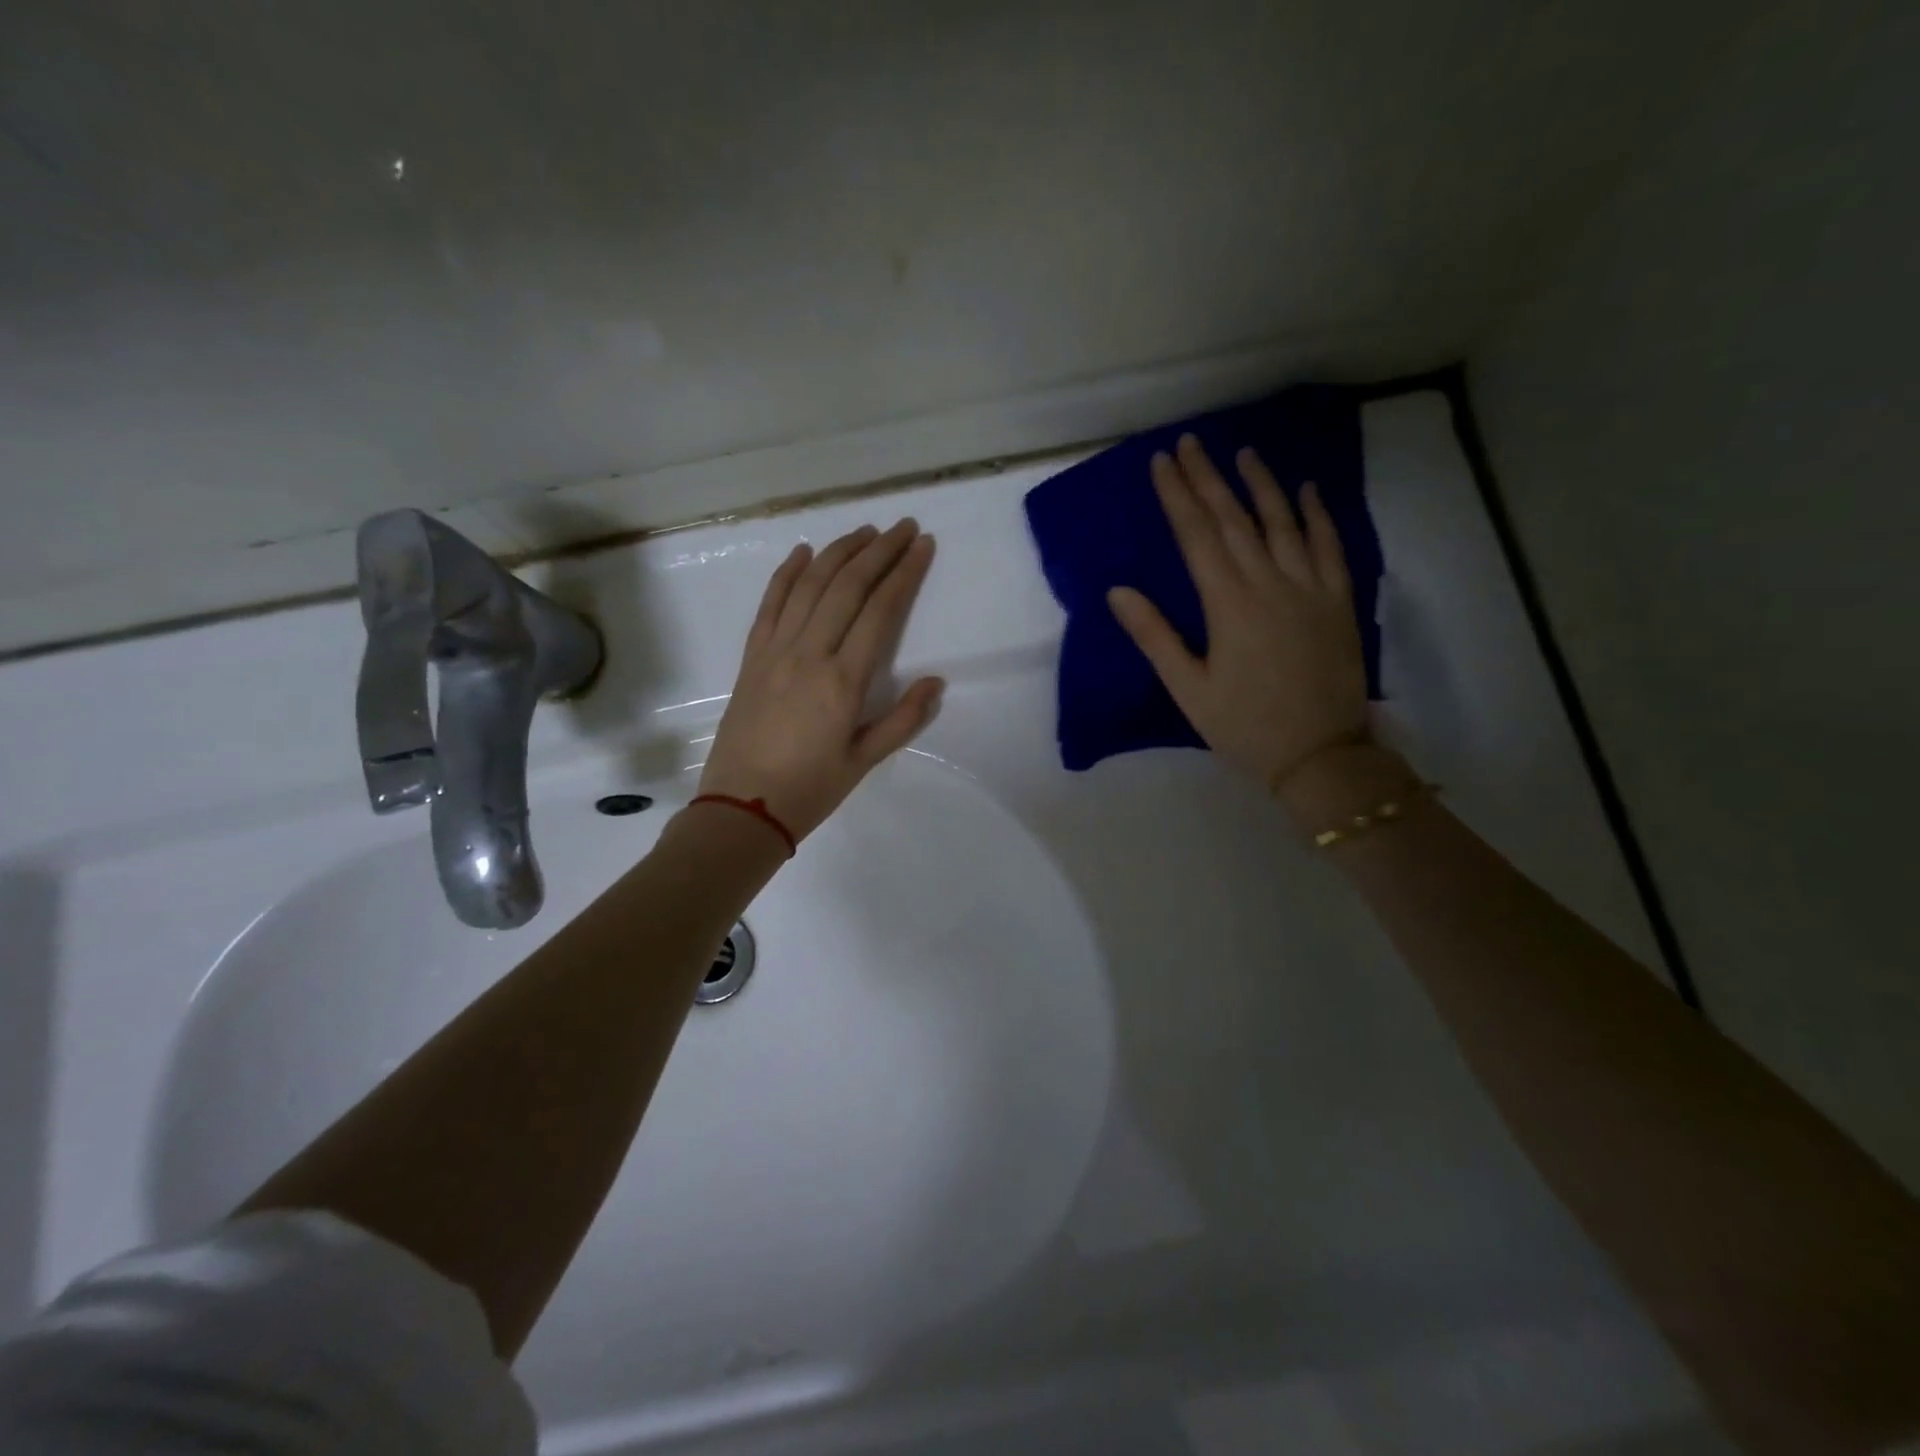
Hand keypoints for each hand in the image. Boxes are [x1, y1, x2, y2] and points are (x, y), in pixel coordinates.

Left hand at [699, 520, 942, 841]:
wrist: (740, 809)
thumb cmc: (809, 790)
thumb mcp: (864, 761)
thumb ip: (903, 719)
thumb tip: (936, 682)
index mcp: (843, 680)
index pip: (880, 611)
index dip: (904, 573)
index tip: (922, 545)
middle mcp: (809, 653)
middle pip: (847, 586)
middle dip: (878, 550)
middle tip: (902, 527)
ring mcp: (774, 650)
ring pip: (809, 585)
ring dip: (838, 551)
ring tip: (864, 530)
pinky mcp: (751, 656)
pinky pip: (770, 603)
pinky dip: (787, 573)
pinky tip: (803, 551)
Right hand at [1107, 434, 1369, 792]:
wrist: (1320, 753)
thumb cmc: (1243, 725)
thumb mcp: (1188, 688)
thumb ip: (1154, 636)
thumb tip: (1117, 590)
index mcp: (1228, 604)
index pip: (1197, 536)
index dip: (1177, 496)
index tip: (1162, 463)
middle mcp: (1269, 584)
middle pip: (1235, 519)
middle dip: (1209, 479)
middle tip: (1190, 443)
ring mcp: (1310, 588)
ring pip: (1283, 523)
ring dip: (1261, 484)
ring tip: (1242, 453)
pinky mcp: (1338, 601)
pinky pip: (1330, 546)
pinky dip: (1318, 515)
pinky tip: (1307, 490)